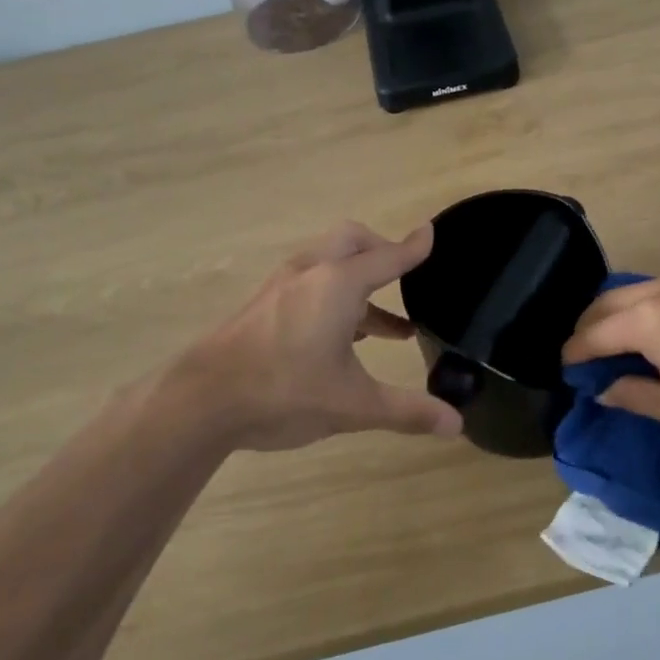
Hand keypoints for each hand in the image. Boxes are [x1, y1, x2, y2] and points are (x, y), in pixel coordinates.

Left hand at [163, 221, 462, 451]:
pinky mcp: (264, 305)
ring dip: (360, 282)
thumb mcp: (354, 405)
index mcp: (338, 284)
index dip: (413, 248)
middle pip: (352, 242)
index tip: (431, 233)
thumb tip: (457, 425)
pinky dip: (336, 296)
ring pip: (329, 264)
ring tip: (391, 327)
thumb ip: (407, 411)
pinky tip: (344, 338)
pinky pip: (310, 283)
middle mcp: (311, 273)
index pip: (388, 257)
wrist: (202, 401)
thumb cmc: (285, 392)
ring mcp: (282, 287)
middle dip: (382, 252)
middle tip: (405, 275)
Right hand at [562, 274, 659, 459]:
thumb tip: (604, 390)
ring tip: (620, 340)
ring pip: (641, 290)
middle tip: (585, 353)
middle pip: (611, 301)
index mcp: (650, 319)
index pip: (596, 333)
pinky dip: (652, 305)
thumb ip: (633, 395)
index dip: (575, 352)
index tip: (564, 366)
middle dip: (591, 326)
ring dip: (621, 312)